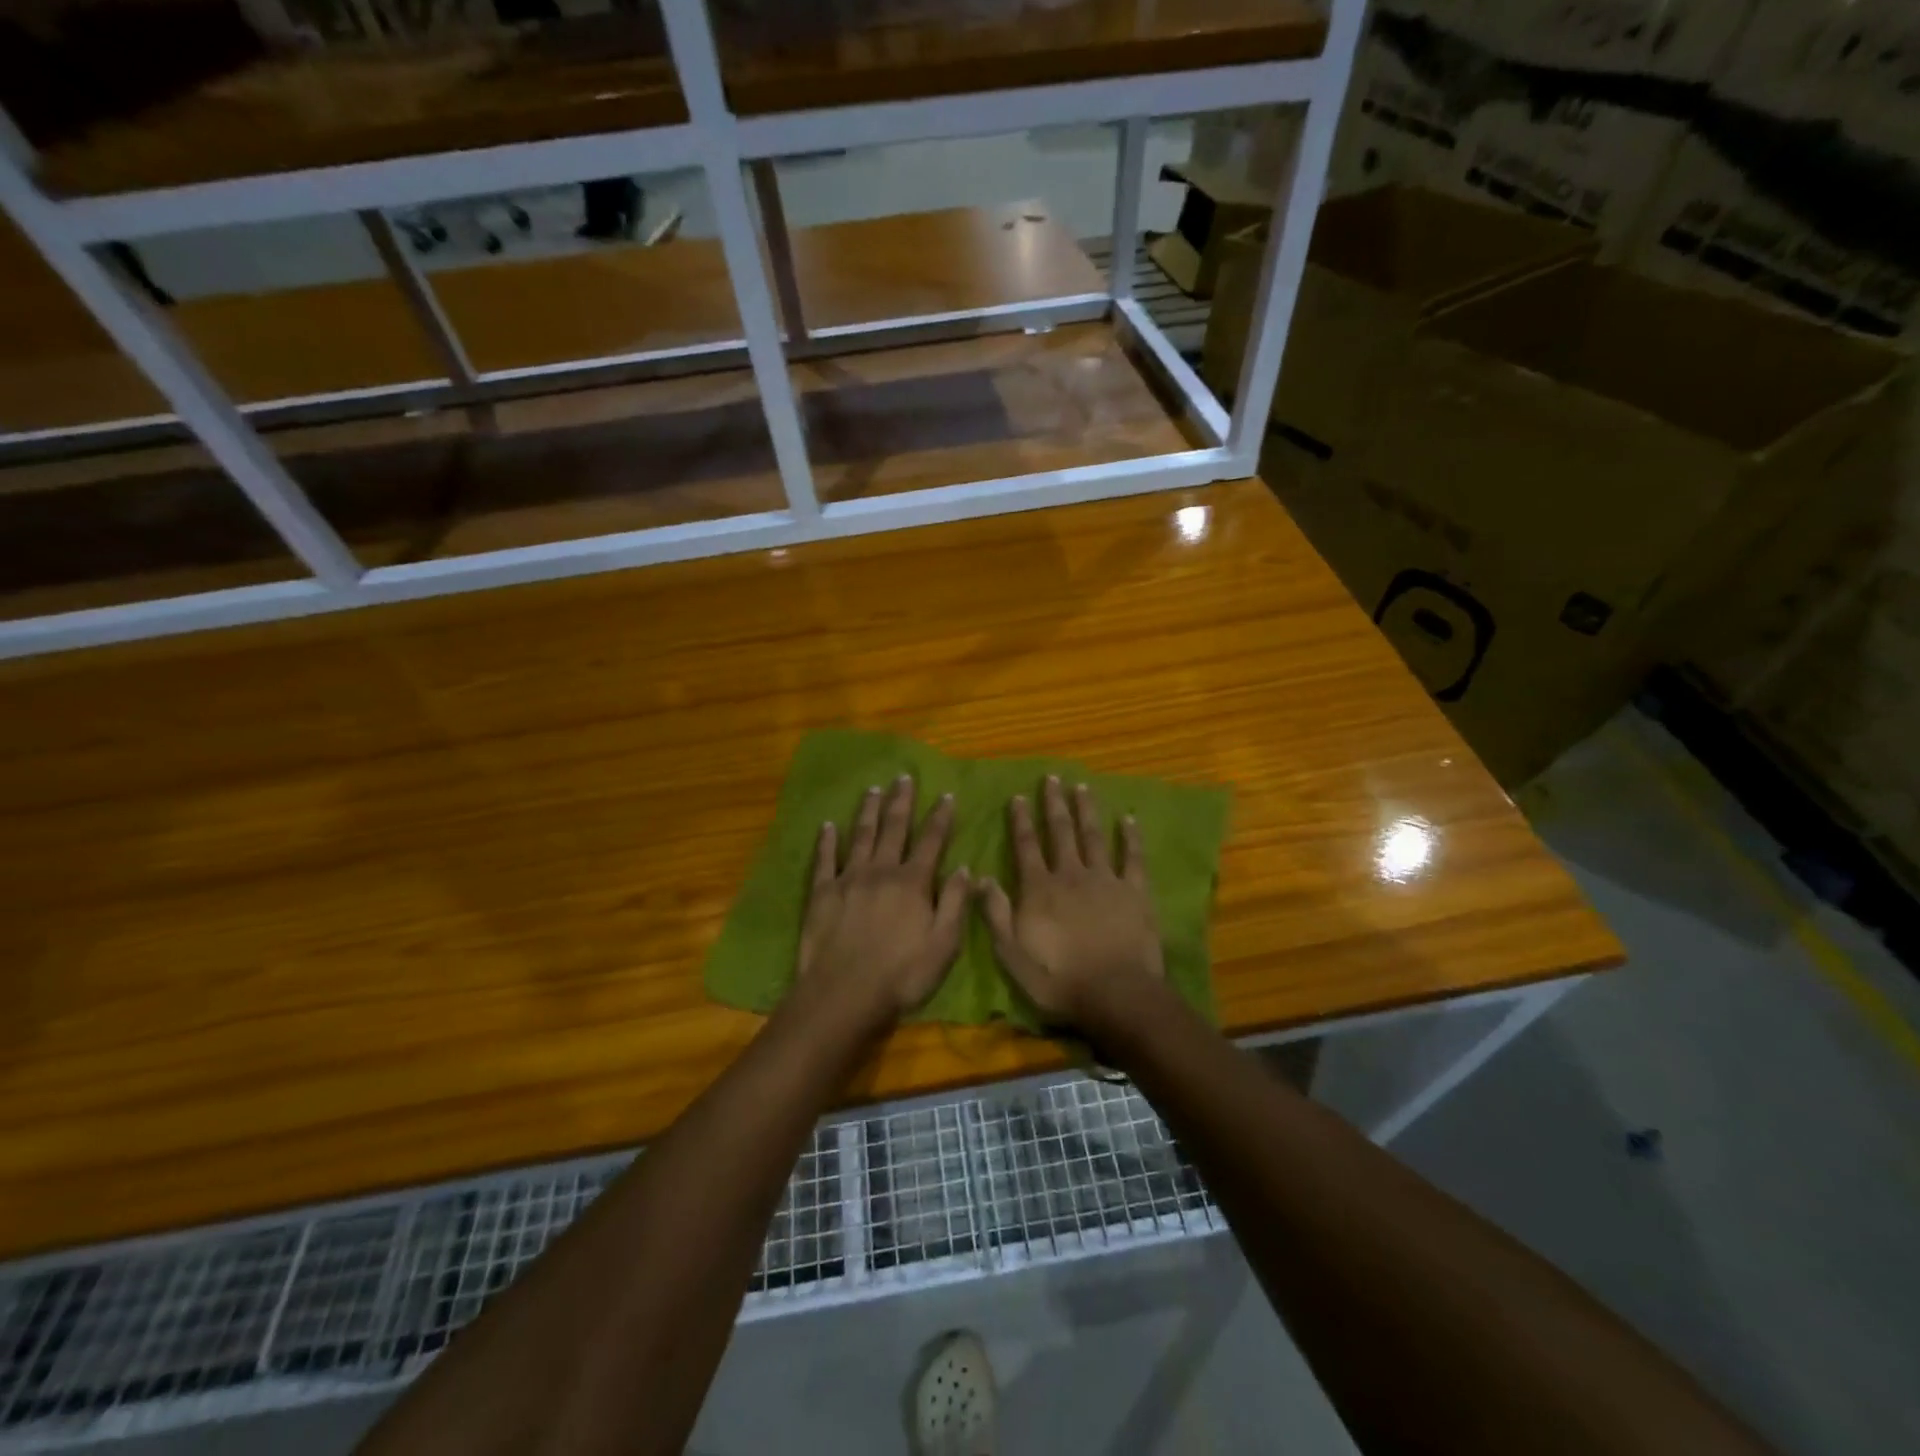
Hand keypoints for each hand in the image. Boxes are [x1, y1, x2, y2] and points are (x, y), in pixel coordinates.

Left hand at [796, 775, 969, 1019]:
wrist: (843, 995)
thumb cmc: (901, 975)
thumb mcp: (944, 945)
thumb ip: (956, 904)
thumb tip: (966, 868)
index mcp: (913, 883)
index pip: (931, 842)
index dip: (940, 817)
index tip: (945, 795)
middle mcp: (881, 871)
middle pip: (893, 828)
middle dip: (901, 801)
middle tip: (903, 777)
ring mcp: (849, 879)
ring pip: (860, 836)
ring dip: (868, 811)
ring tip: (873, 789)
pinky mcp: (822, 892)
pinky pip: (825, 859)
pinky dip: (826, 840)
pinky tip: (827, 825)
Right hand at [977, 776, 1164, 1029]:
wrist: (1115, 995)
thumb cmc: (1058, 980)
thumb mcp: (1012, 955)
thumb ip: (996, 914)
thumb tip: (981, 877)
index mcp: (1039, 889)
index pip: (1026, 846)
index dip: (1021, 820)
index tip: (1018, 796)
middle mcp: (1070, 875)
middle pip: (1061, 832)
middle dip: (1054, 804)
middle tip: (1052, 778)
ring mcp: (1105, 880)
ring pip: (1093, 836)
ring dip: (1086, 810)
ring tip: (1082, 787)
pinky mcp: (1135, 892)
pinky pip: (1133, 857)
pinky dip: (1131, 837)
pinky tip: (1129, 818)